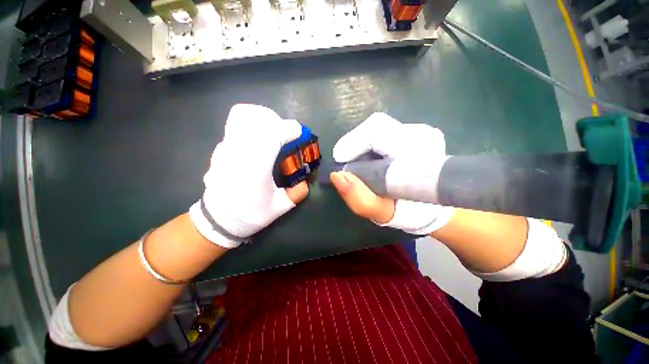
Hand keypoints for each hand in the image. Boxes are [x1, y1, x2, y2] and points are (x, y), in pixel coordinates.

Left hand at [189, 104, 308, 247]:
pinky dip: (250, 123)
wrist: (219, 218)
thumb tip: (305, 181)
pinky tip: (258, 137)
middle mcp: (239, 153)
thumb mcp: (279, 207)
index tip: (298, 132)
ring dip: (262, 119)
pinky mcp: (221, 148)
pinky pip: (236, 124)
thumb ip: (297, 192)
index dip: (288, 129)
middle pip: (258, 121)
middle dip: (277, 122)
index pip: (271, 136)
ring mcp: (226, 148)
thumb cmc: (251, 213)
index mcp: (256, 168)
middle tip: (286, 135)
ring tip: (272, 131)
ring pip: (243, 117)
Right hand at [330, 112, 453, 234]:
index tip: (340, 161)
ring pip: (377, 127)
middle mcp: (422, 135)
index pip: (376, 133)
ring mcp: (420, 131)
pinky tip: (370, 159)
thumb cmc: (408, 211)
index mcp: (418, 153)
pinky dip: (369, 143)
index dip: (352, 143)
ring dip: (361, 144)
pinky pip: (382, 130)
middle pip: (375, 125)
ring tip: (359, 163)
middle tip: (347, 162)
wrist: (431, 206)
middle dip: (355, 143)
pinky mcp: (414, 132)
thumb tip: (337, 175)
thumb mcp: (381, 213)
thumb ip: (359, 198)